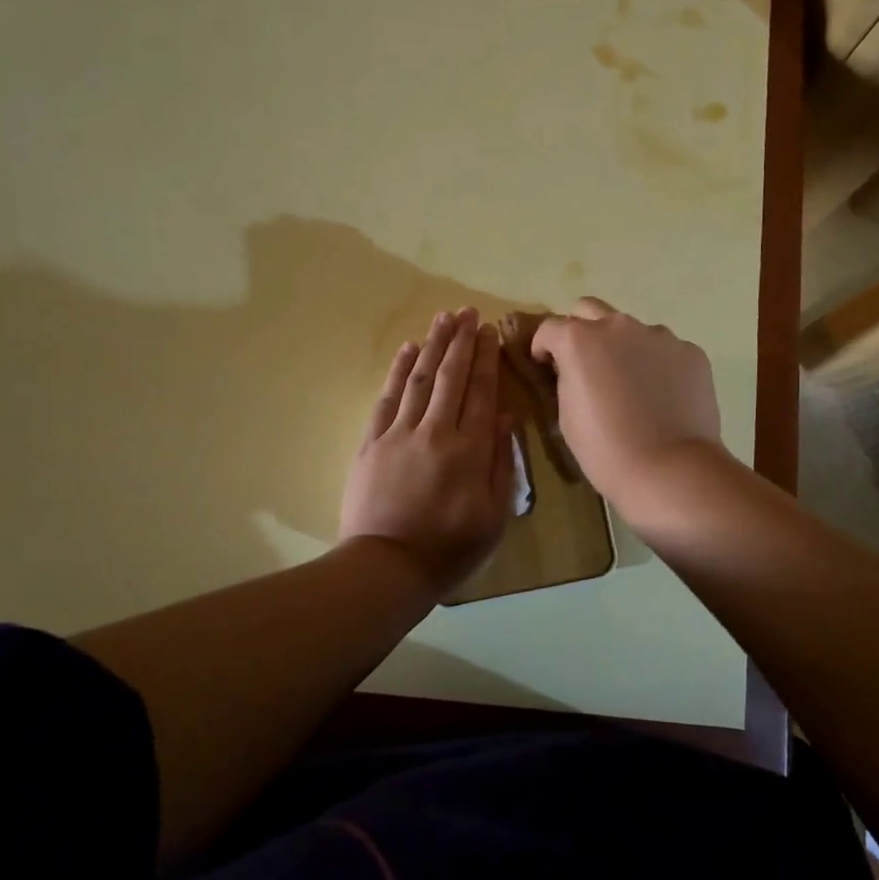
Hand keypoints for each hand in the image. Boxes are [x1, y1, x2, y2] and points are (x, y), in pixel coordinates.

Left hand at [339, 307, 516, 589]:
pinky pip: (387, 397)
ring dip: (433, 345)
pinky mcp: (371, 442)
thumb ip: (502, 463)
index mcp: (469, 449)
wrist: (385, 568)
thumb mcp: (493, 515)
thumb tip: (507, 417)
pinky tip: (408, 350)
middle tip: (468, 311)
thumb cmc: (449, 548)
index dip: (487, 359)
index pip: (481, 392)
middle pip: (451, 376)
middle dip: (461, 341)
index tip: (490, 331)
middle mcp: (435, 431)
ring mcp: (399, 433)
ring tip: (443, 318)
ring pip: (420, 378)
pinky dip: (399, 371)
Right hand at [530, 297, 727, 517]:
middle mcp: (618, 326)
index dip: (544, 347)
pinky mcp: (691, 352)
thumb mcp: (567, 415)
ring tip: (633, 386)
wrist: (670, 470)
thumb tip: (575, 370)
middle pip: (590, 310)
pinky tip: (663, 397)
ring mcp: (660, 336)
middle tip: (586, 364)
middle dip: (581, 330)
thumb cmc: (605, 450)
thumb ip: (567, 379)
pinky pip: (666, 351)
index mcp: (580, 340)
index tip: (545, 366)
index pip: (550, 328)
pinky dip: (659, 365)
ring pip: (633, 330)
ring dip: (624, 348)